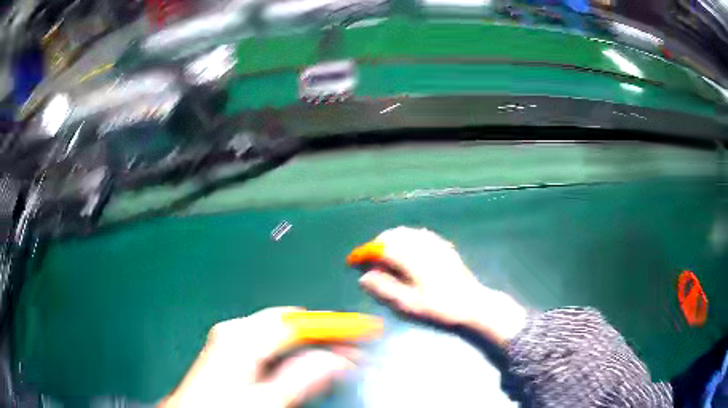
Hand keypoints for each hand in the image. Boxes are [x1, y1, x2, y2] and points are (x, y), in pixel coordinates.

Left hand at [160, 307, 356, 407]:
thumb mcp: (267, 401)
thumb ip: (302, 379)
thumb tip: (338, 360)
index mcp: (242, 336)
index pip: (300, 323)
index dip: (336, 327)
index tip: (366, 332)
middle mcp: (237, 329)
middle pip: (292, 323)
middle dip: (325, 337)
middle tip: (356, 354)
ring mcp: (232, 336)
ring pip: (283, 332)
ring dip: (312, 345)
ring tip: (339, 361)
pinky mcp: (231, 347)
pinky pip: (271, 341)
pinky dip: (294, 350)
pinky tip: (307, 365)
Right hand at [355, 227, 526, 344]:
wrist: (473, 305)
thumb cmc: (439, 309)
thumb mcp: (408, 305)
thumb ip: (383, 289)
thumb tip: (363, 277)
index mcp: (410, 258)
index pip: (380, 248)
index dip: (363, 253)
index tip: (352, 262)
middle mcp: (421, 245)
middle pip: (392, 236)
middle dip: (376, 246)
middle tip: (368, 262)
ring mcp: (435, 244)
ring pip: (405, 233)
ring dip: (390, 241)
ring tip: (384, 258)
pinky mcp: (444, 247)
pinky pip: (419, 235)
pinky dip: (406, 240)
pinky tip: (406, 253)